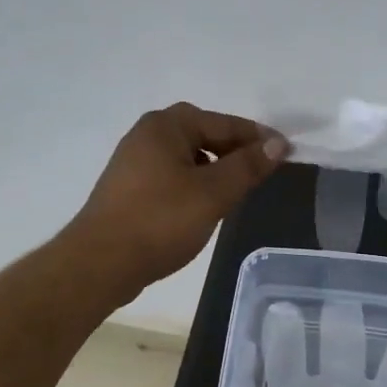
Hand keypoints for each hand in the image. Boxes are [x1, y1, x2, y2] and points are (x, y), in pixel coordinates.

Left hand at [64, 103, 288, 301]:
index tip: (286, 152)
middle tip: (260, 170)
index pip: (223, 122)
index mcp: (166, 126)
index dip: (257, 137)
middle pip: (203, 134)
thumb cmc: (160, 221)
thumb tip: (277, 144)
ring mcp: (134, 162)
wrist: (100, 263)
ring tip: (236, 191)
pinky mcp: (129, 189)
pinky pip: (172, 175)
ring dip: (214, 168)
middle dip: (234, 150)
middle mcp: (146, 135)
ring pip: (187, 157)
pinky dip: (194, 183)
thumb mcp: (214, 193)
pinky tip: (204, 207)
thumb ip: (248, 166)